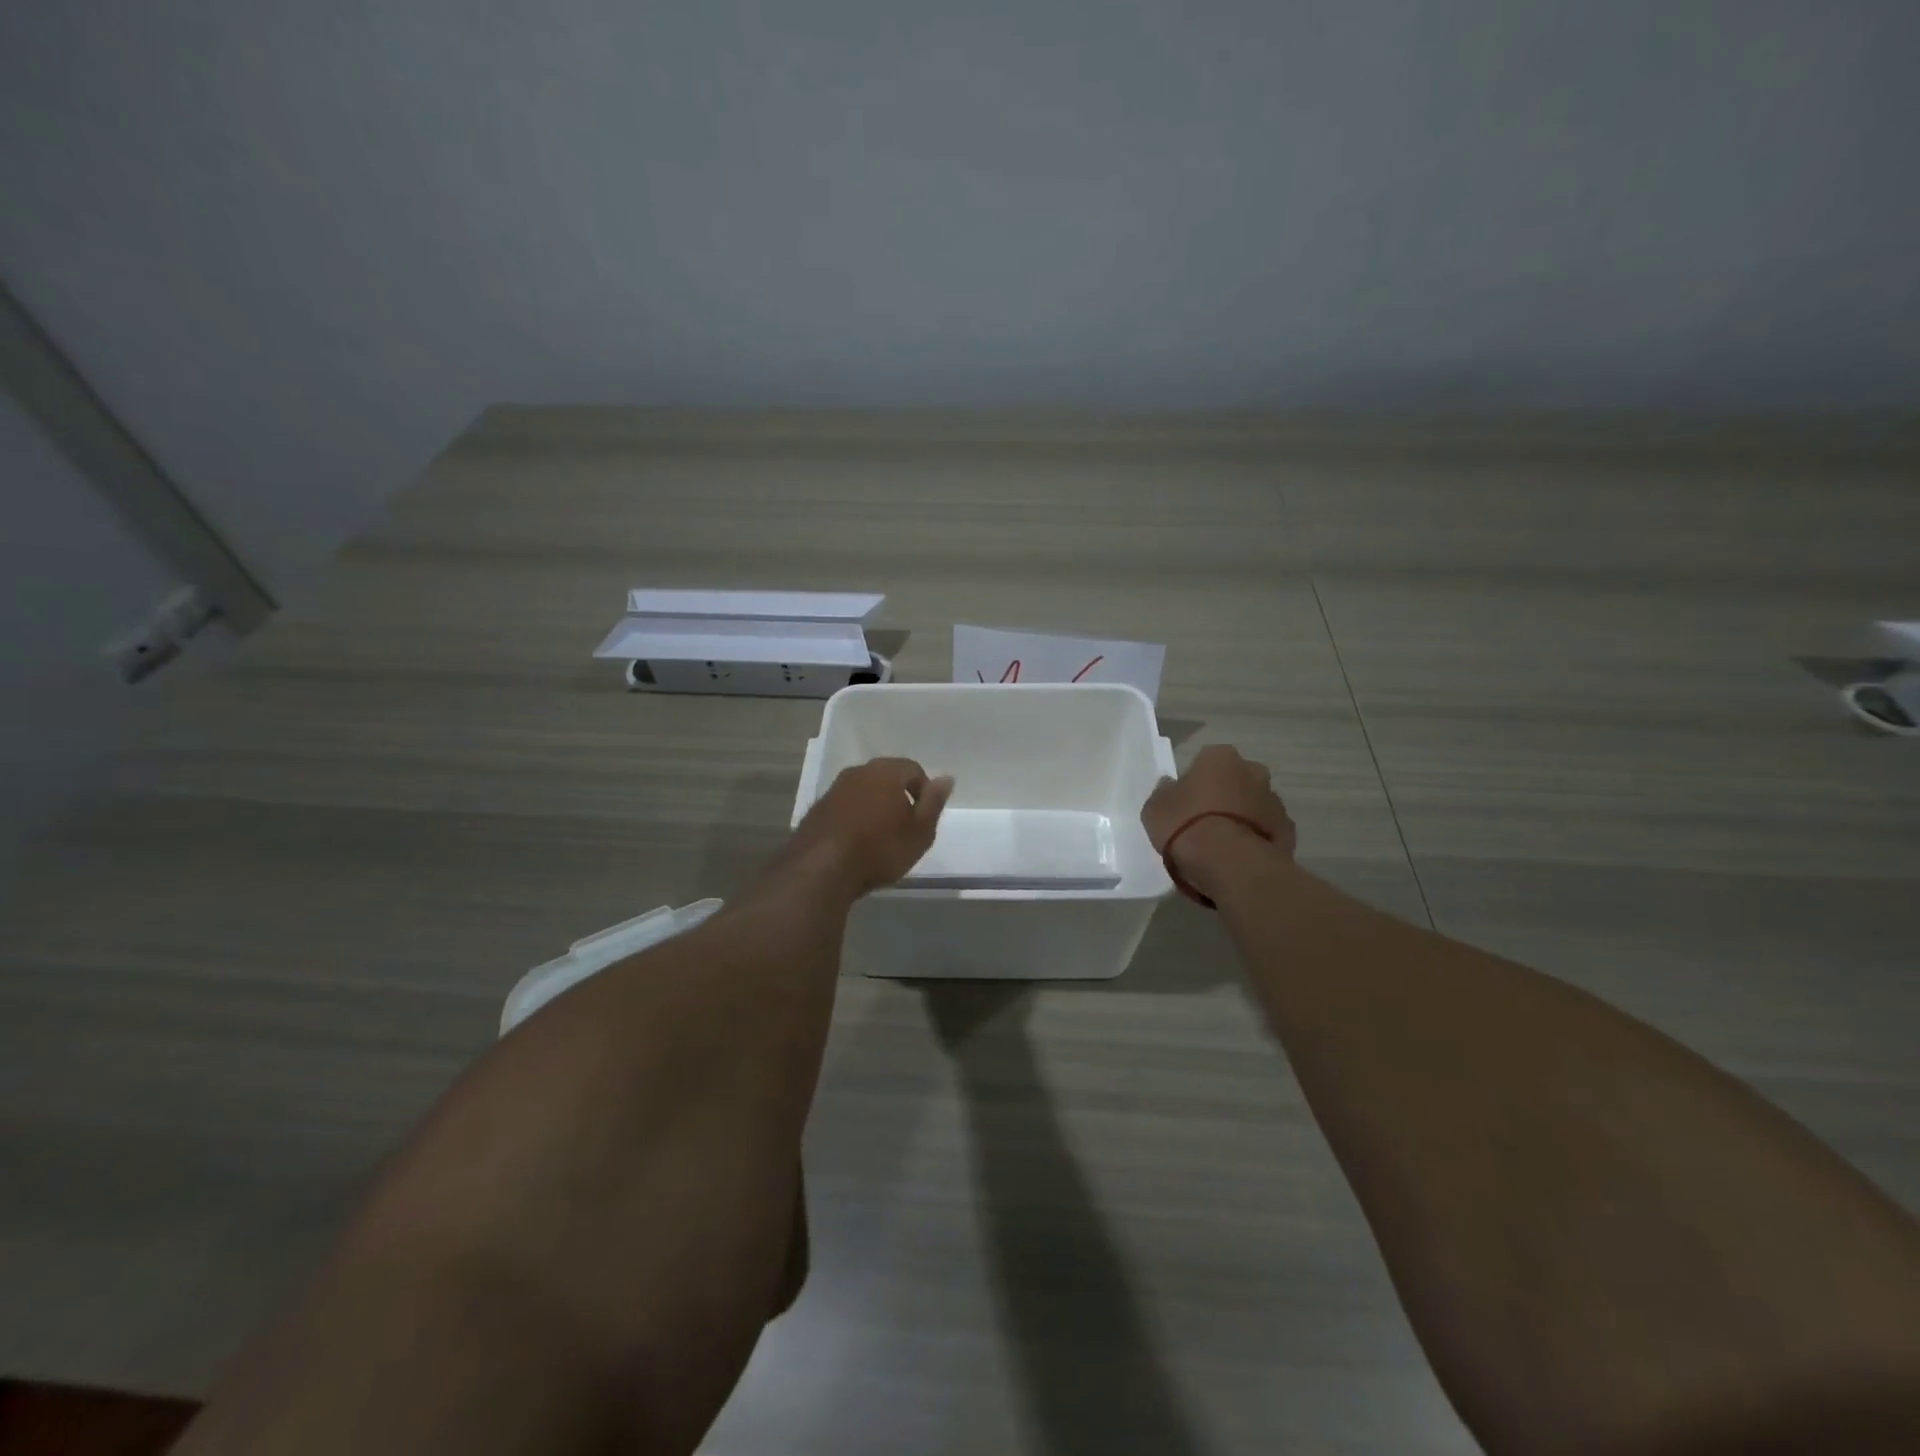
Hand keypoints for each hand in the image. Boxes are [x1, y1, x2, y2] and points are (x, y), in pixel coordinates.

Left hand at [777, 757, 954, 898]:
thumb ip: (934, 802)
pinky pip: (845, 807)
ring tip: (880, 837)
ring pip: (863, 791)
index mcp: (886, 771)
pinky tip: (856, 842)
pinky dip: (854, 818)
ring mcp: (834, 789)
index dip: (924, 791)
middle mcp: (858, 772)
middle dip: (898, 797)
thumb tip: (946, 778)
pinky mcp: (817, 809)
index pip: (913, 769)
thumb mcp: (920, 831)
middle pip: (886, 777)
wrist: (822, 868)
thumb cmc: (880, 848)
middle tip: (906, 827)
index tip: (925, 817)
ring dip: (875, 807)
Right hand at [1142, 745, 1295, 887]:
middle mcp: (1253, 771)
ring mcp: (1274, 801)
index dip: (1194, 782)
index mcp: (1220, 757)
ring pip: (1253, 805)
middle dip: (1224, 795)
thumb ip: (1165, 792)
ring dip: (1241, 817)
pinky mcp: (1287, 831)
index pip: (1205, 762)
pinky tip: (1238, 857)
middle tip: (1203, 821)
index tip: (1184, 803)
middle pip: (1235, 780)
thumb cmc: (1186, 825)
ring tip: (1221, 845)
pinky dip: (1255, 839)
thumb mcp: (1155, 808)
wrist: (1230, 863)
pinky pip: (1265, 830)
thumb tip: (1170, 786)